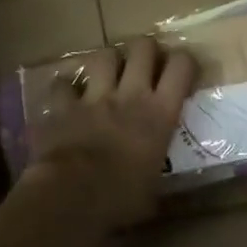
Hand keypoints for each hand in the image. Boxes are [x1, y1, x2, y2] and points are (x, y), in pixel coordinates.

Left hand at [24, 36, 197, 232]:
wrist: (73, 196)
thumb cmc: (122, 198)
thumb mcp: (154, 190)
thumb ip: (157, 174)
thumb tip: (160, 191)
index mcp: (160, 113)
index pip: (181, 67)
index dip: (185, 61)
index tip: (183, 69)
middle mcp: (130, 95)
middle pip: (143, 48)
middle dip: (145, 49)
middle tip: (145, 62)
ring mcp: (94, 97)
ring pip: (103, 56)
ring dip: (107, 61)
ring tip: (108, 72)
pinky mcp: (63, 106)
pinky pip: (61, 85)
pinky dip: (63, 89)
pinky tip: (65, 95)